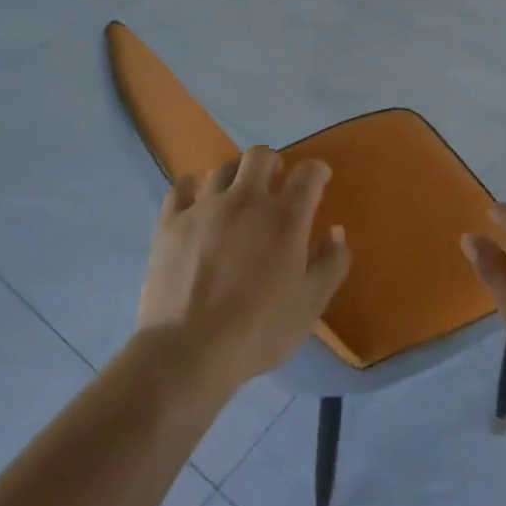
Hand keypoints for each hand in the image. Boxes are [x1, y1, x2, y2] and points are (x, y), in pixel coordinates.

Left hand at [138, 147, 350, 394]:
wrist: (188, 350)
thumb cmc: (258, 330)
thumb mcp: (310, 305)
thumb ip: (330, 264)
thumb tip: (335, 231)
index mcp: (285, 218)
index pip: (308, 174)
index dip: (317, 171)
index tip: (319, 179)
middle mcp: (245, 200)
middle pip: (260, 155)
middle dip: (273, 163)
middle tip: (275, 183)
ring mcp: (204, 207)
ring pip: (222, 168)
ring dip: (235, 176)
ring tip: (236, 197)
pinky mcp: (171, 221)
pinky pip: (181, 186)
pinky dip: (193, 188)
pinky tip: (196, 202)